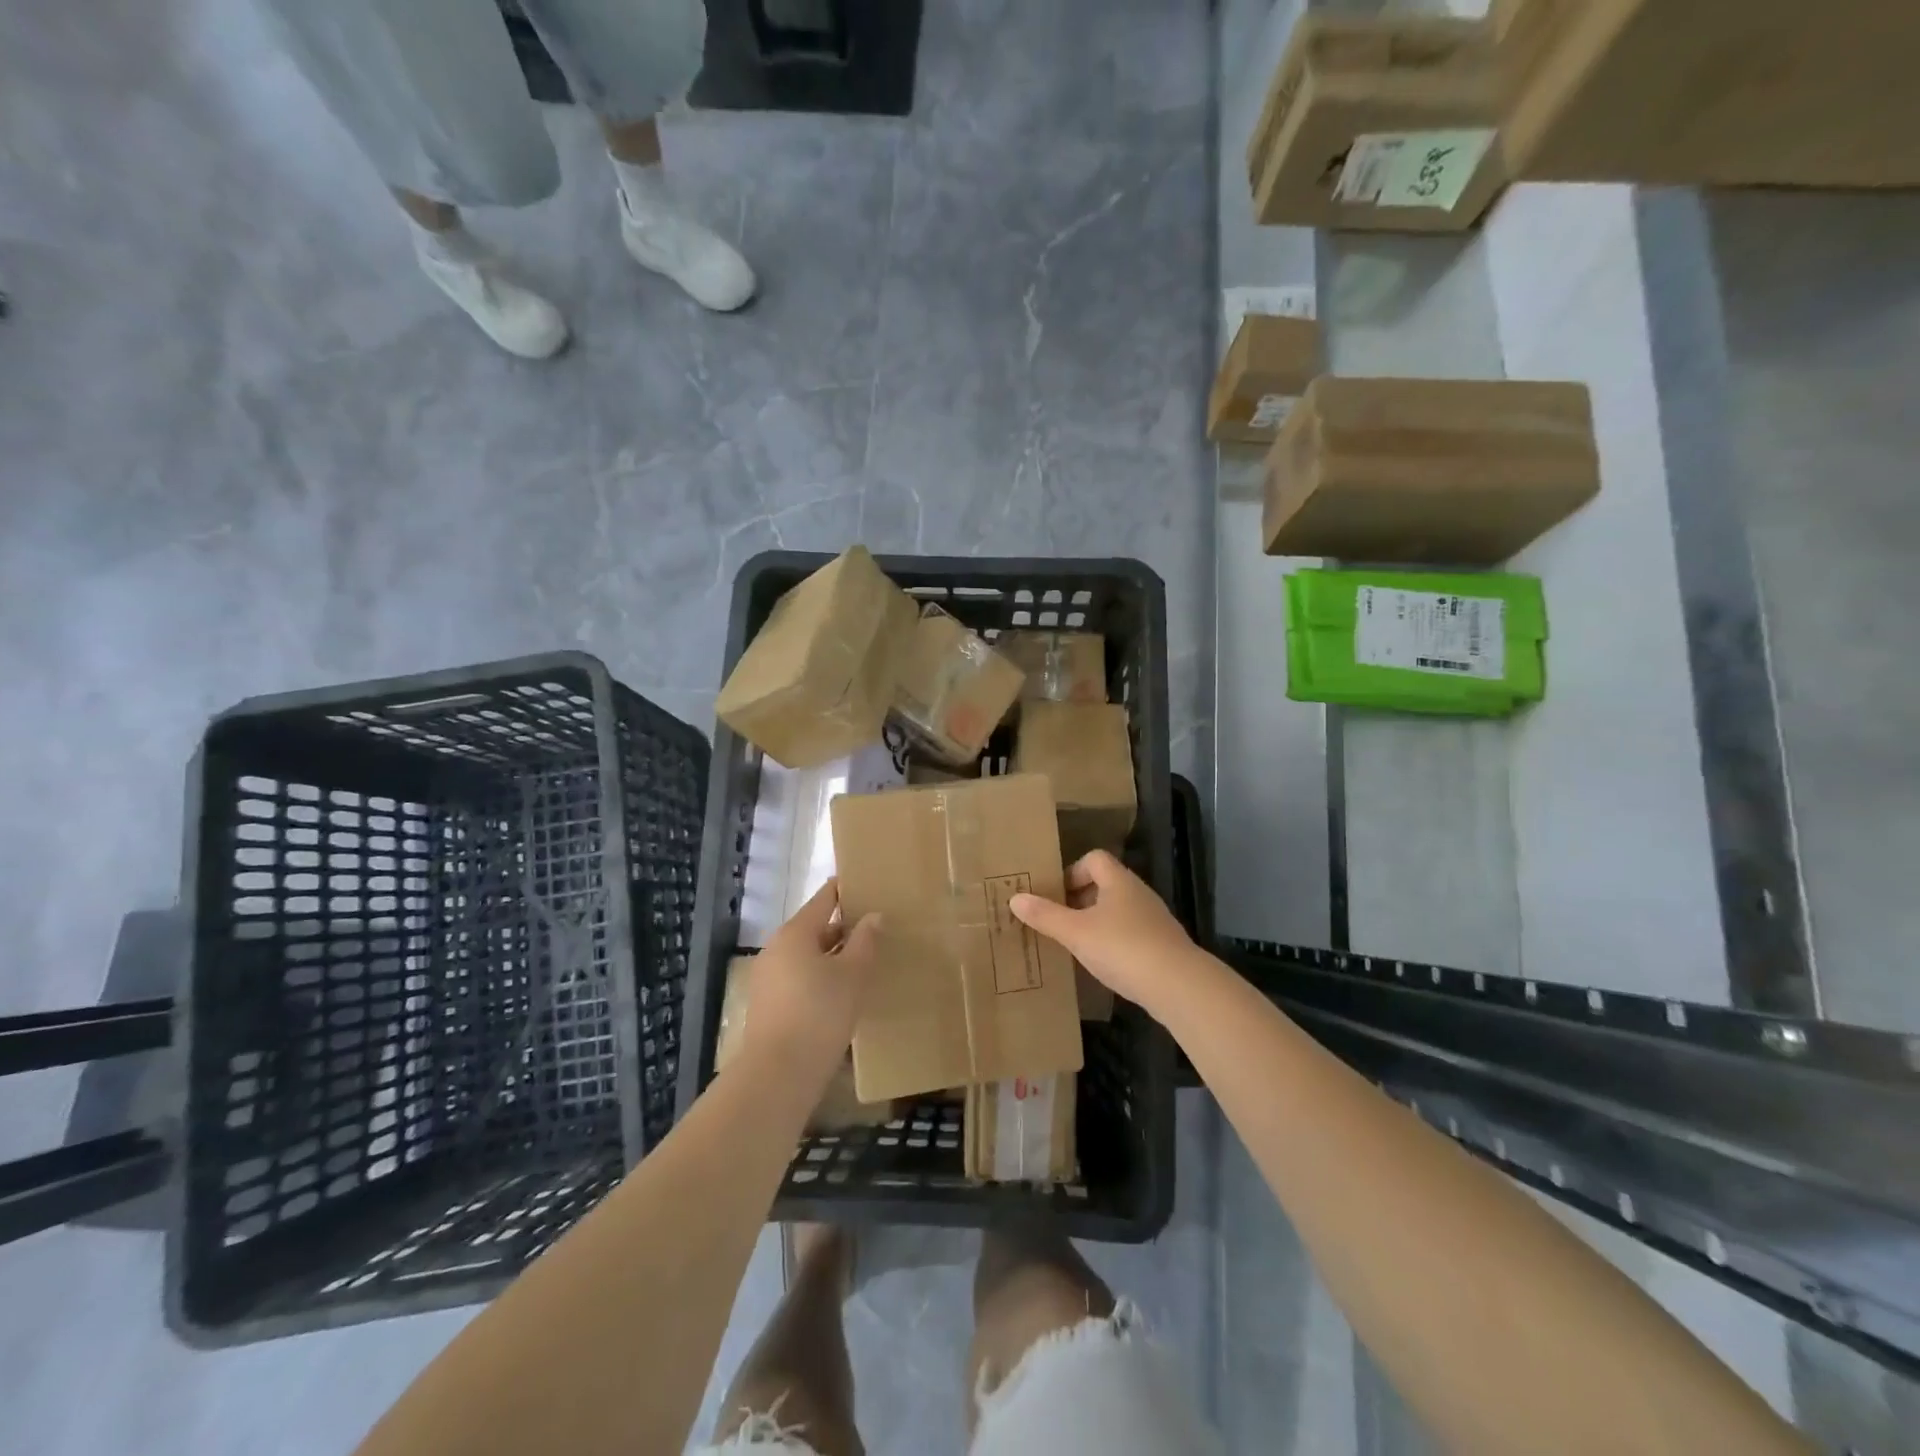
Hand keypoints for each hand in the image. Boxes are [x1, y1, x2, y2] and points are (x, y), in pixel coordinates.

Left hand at [740, 879, 881, 1076]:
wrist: (778, 1074)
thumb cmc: (820, 1014)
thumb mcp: (852, 975)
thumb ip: (865, 941)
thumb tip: (874, 916)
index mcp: (795, 932)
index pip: (824, 899)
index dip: (846, 890)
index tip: (869, 886)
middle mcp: (776, 948)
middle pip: (815, 927)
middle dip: (844, 928)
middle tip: (876, 930)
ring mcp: (768, 977)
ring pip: (807, 955)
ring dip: (833, 956)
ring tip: (864, 962)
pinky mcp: (768, 1004)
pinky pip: (799, 978)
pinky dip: (821, 977)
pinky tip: (842, 993)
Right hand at [1009, 850, 1194, 1013]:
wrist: (1178, 985)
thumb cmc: (1123, 948)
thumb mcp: (1076, 932)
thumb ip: (1046, 915)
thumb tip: (1015, 898)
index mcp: (1118, 881)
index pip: (1094, 858)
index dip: (1072, 871)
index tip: (1055, 896)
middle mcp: (1138, 893)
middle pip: (1105, 884)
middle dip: (1079, 900)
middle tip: (1058, 921)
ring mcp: (1153, 919)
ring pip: (1117, 911)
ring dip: (1095, 922)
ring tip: (1075, 944)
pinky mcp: (1161, 945)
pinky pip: (1130, 933)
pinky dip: (1113, 942)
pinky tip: (1102, 964)